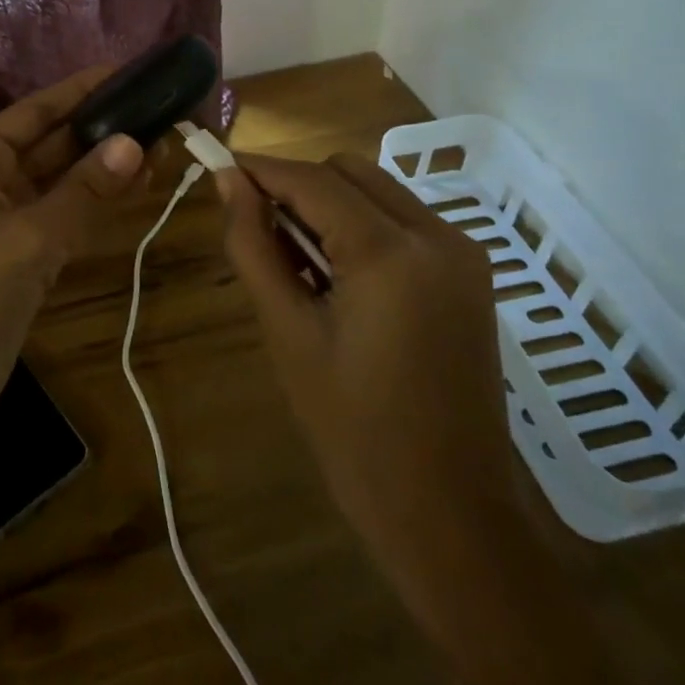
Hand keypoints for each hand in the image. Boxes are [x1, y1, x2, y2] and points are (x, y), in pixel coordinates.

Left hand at [0, 66, 146, 426]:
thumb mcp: (27, 237)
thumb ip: (83, 190)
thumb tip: (134, 142)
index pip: (38, 110)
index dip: (83, 89)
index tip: (130, 71)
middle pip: (57, 142)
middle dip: (105, 128)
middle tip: (162, 112)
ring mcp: (11, 218)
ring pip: (69, 179)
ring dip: (110, 165)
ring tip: (165, 144)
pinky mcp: (28, 254)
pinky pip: (71, 214)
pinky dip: (102, 202)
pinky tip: (141, 187)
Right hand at [216, 153, 519, 638]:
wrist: (450, 516)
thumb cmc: (354, 432)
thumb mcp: (287, 334)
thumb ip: (253, 246)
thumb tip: (227, 182)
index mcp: (391, 253)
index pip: (311, 180)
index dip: (259, 169)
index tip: (215, 168)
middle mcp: (436, 235)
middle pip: (349, 172)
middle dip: (296, 185)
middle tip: (256, 227)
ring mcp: (461, 252)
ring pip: (377, 190)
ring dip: (329, 204)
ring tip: (294, 260)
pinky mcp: (469, 273)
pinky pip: (402, 221)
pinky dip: (361, 226)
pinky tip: (338, 275)